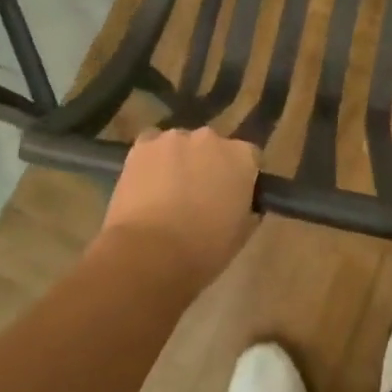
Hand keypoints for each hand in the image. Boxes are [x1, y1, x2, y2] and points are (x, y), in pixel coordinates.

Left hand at [98, 128, 259, 288]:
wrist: (150, 253)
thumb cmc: (203, 249)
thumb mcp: (240, 234)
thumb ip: (245, 208)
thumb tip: (240, 203)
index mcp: (242, 157)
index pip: (249, 157)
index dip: (239, 176)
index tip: (232, 195)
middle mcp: (211, 138)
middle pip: (212, 146)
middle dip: (207, 165)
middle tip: (198, 195)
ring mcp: (174, 138)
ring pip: (179, 145)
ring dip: (178, 162)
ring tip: (166, 193)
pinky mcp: (142, 145)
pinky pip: (150, 146)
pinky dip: (150, 161)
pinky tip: (144, 185)